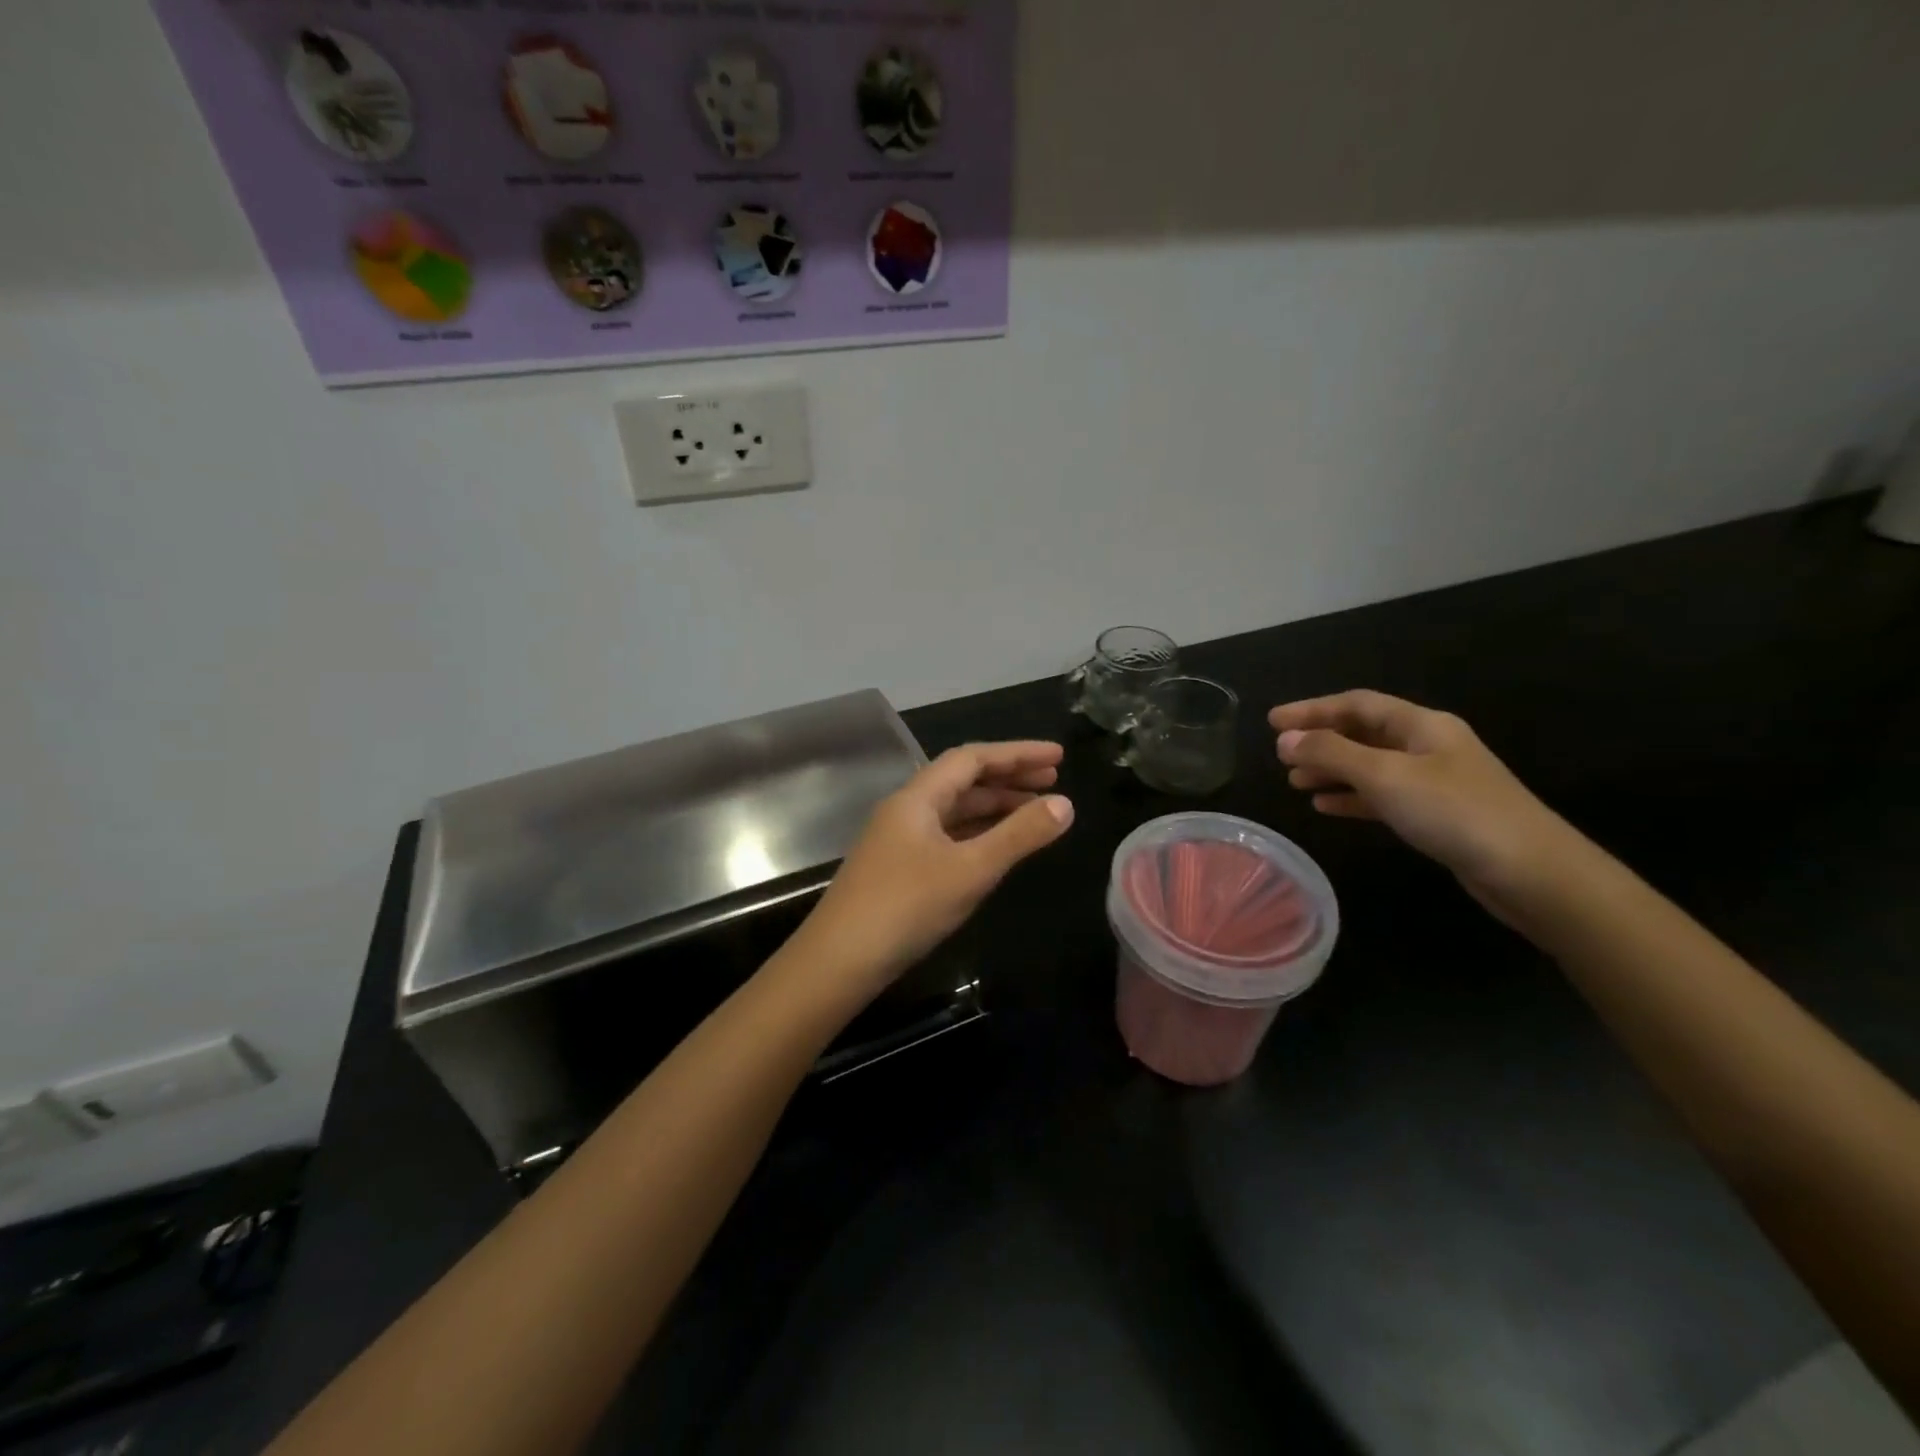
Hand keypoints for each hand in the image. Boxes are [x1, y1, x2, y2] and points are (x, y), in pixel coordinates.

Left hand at [789, 742, 1074, 995]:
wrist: (838, 961)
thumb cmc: (906, 907)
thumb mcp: (970, 870)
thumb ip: (1019, 835)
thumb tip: (1065, 804)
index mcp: (917, 798)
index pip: (972, 758)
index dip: (1017, 753)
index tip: (1058, 757)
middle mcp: (906, 810)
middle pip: (963, 781)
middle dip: (1009, 777)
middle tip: (1054, 781)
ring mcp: (900, 840)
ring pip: (955, 811)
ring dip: (995, 807)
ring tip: (1036, 812)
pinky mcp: (899, 869)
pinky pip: (947, 837)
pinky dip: (978, 834)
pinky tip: (998, 847)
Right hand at [1269, 691, 1574, 909]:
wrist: (1531, 872)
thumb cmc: (1455, 812)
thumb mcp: (1385, 776)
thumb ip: (1332, 754)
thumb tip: (1285, 739)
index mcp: (1421, 725)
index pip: (1356, 704)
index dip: (1312, 709)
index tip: (1271, 721)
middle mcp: (1428, 746)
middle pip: (1363, 733)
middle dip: (1319, 741)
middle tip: (1279, 755)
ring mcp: (1434, 781)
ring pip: (1370, 766)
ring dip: (1331, 770)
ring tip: (1294, 782)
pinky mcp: (1436, 815)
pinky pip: (1382, 797)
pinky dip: (1351, 798)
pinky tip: (1325, 806)